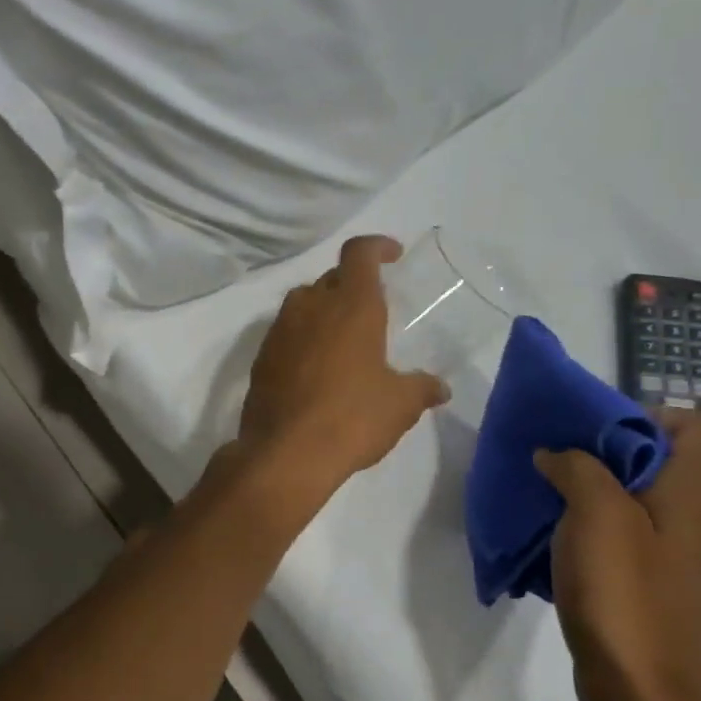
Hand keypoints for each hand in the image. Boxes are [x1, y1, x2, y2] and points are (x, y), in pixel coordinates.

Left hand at [236, 236, 449, 493]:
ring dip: (324, 312)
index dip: (376, 247)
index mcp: (351, 305)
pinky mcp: (261, 358)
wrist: (285, 453)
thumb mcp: (400, 404)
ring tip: (344, 341)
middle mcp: (310, 307)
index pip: (359, 253)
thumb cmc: (352, 418)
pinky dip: (302, 340)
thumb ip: (421, 388)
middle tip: (372, 311)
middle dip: (352, 285)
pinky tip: (316, 370)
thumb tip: (439, 388)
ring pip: (303, 304)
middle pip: (331, 278)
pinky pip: (285, 334)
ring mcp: (279, 331)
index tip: (391, 255)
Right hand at [533, 410, 700, 700]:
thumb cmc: (624, 594)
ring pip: (628, 495)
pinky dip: (579, 522)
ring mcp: (661, 553)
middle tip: (555, 452)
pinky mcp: (637, 580)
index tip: (598, 427)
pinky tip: (546, 534)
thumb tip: (556, 454)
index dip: (655, 415)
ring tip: (541, 488)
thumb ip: (578, 469)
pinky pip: (611, 531)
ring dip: (585, 484)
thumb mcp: (597, 515)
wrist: (639, 689)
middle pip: (656, 459)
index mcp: (686, 496)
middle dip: (603, 446)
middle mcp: (683, 518)